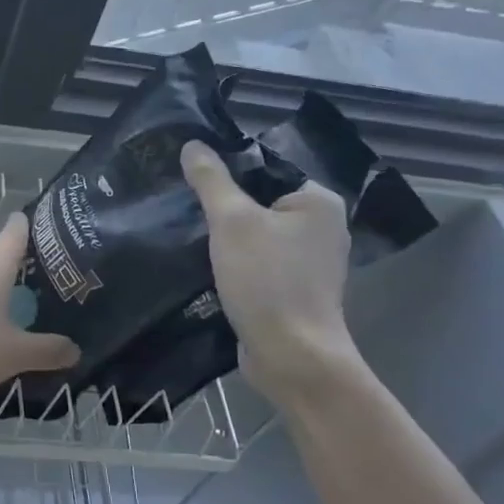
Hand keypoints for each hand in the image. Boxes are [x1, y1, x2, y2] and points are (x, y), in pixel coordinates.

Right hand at [180, 142, 361, 404]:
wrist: (291, 358)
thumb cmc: (267, 281)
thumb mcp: (232, 222)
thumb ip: (211, 180)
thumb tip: (192, 145)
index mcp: (318, 202)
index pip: (265, 168)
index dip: (226, 171)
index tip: (189, 178)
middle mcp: (320, 228)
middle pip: (259, 202)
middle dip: (223, 207)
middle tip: (182, 205)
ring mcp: (308, 262)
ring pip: (255, 235)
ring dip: (225, 237)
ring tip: (186, 232)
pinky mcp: (292, 290)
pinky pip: (256, 262)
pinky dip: (233, 262)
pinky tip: (204, 264)